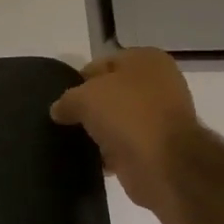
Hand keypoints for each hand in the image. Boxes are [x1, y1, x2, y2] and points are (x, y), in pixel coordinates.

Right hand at [51, 49, 200, 213]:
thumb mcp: (83, 98)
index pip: (101, 64)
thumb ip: (66, 100)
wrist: (165, 164)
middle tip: (66, 122)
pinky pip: (125, 145)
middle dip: (89, 107)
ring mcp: (161, 117)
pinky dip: (110, 153)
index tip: (62, 101)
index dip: (79, 81)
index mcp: (145, 60)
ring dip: (100, 131)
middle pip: (110, 93)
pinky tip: (93, 160)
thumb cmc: (126, 114)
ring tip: (74, 142)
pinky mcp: (159, 147)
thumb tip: (59, 111)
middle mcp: (158, 84)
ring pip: (118, 120)